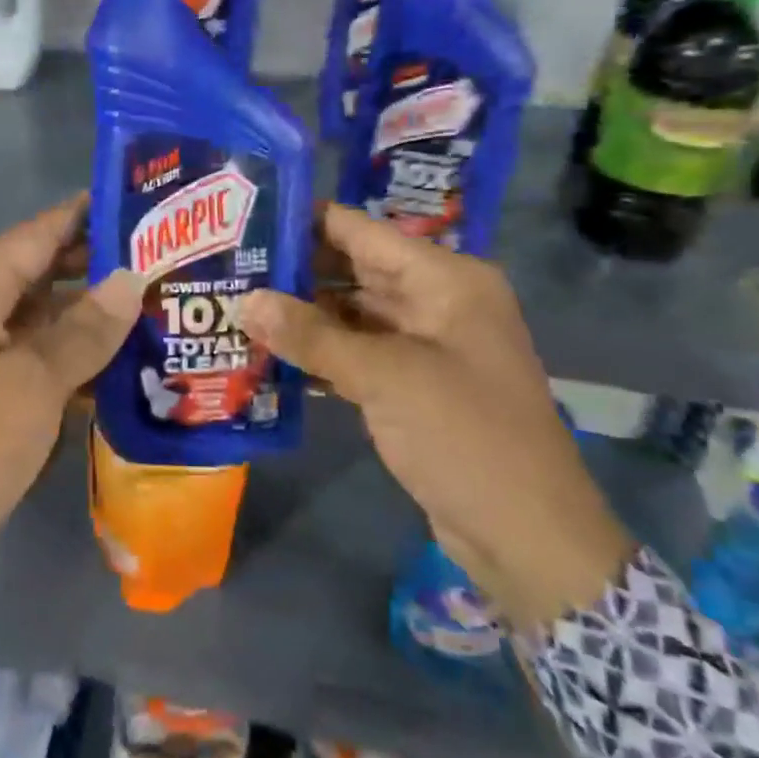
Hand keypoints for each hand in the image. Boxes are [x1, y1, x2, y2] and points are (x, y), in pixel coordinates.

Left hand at [0, 197, 144, 626]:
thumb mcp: (28, 389)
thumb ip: (83, 331)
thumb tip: (132, 277)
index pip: (37, 233)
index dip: (87, 214)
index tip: (143, 201)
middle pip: (40, 268)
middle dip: (98, 262)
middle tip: (165, 256)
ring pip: (41, 313)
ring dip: (91, 310)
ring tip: (156, 301)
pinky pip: (34, 353)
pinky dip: (73, 351)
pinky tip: (121, 358)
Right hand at [241, 204, 632, 632]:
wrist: (528, 538)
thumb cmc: (465, 436)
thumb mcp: (385, 378)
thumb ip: (311, 335)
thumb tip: (245, 301)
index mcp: (445, 279)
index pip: (361, 231)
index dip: (305, 221)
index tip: (246, 219)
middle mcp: (436, 300)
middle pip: (353, 270)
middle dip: (295, 270)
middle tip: (230, 265)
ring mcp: (425, 344)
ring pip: (351, 313)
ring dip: (301, 315)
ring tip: (237, 304)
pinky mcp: (412, 384)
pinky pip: (357, 352)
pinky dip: (320, 352)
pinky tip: (270, 354)